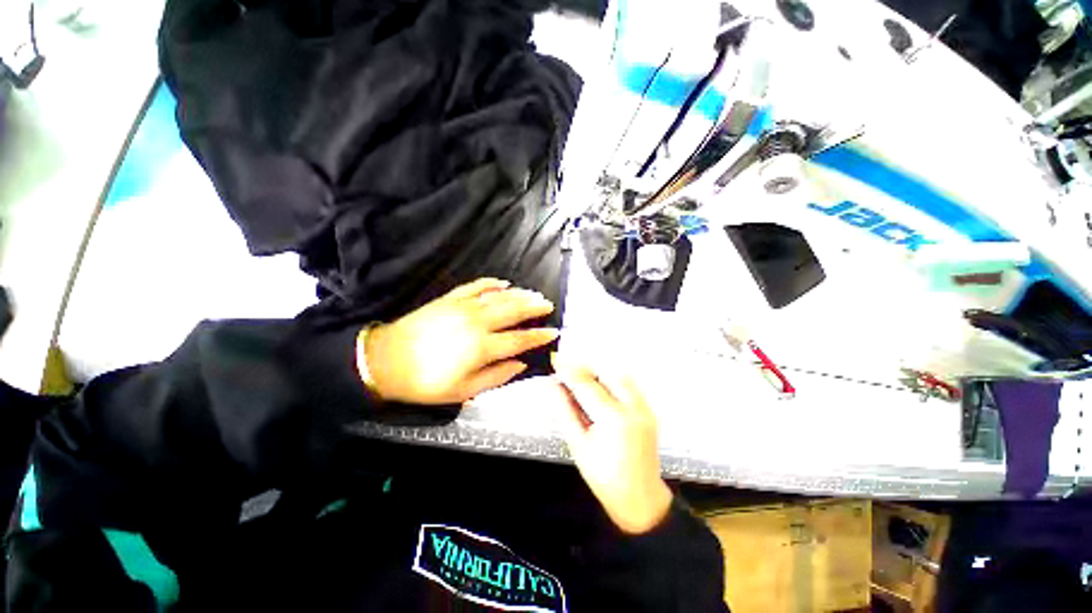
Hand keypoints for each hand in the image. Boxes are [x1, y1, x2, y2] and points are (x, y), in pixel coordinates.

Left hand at [361, 278, 558, 404]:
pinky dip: (491, 283)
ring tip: (534, 294)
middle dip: (534, 307)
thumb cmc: (425, 382)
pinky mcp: (450, 299)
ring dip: (519, 294)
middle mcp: (477, 322)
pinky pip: (475, 286)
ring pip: (499, 297)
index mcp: (481, 347)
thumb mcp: (464, 391)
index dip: (539, 336)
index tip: (553, 332)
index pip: (519, 339)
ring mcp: (463, 307)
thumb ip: (497, 376)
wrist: (385, 361)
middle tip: (548, 305)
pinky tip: (503, 283)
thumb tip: (520, 364)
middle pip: (513, 311)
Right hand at [551, 357, 672, 534]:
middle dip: (585, 366)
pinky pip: (629, 384)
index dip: (568, 371)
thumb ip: (564, 411)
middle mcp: (633, 407)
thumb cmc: (604, 478)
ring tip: (581, 376)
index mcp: (614, 418)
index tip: (554, 361)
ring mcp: (645, 407)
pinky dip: (612, 379)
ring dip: (599, 370)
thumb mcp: (578, 444)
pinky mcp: (648, 410)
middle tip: (567, 369)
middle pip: (607, 372)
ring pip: (620, 375)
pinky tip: (599, 386)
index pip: (587, 384)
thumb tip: (550, 386)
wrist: (640, 499)